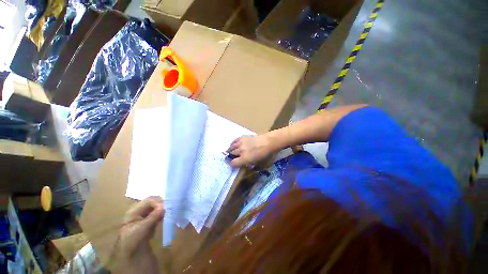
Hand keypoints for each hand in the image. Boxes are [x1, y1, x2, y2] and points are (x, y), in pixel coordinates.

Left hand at [120, 196, 164, 257]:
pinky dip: (163, 213)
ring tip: (170, 212)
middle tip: (170, 208)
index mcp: (134, 211)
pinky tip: (167, 216)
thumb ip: (153, 217)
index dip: (158, 202)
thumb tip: (165, 206)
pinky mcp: (150, 220)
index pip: (148, 201)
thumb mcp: (142, 229)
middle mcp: (139, 211)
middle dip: (161, 204)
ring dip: (163, 209)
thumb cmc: (132, 242)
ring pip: (157, 207)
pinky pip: (158, 213)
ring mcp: (145, 215)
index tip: (166, 207)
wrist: (131, 256)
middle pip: (153, 202)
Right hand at [226, 134, 272, 166]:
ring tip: (232, 151)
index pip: (233, 163)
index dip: (232, 165)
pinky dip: (233, 143)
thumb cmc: (267, 155)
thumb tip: (247, 166)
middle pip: (231, 154)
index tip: (234, 164)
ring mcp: (241, 143)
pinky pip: (234, 140)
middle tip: (233, 157)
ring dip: (231, 150)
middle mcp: (240, 151)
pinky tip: (234, 145)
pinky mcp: (242, 137)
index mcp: (244, 159)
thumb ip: (252, 166)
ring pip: (231, 147)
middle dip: (231, 157)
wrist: (269, 142)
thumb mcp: (260, 165)